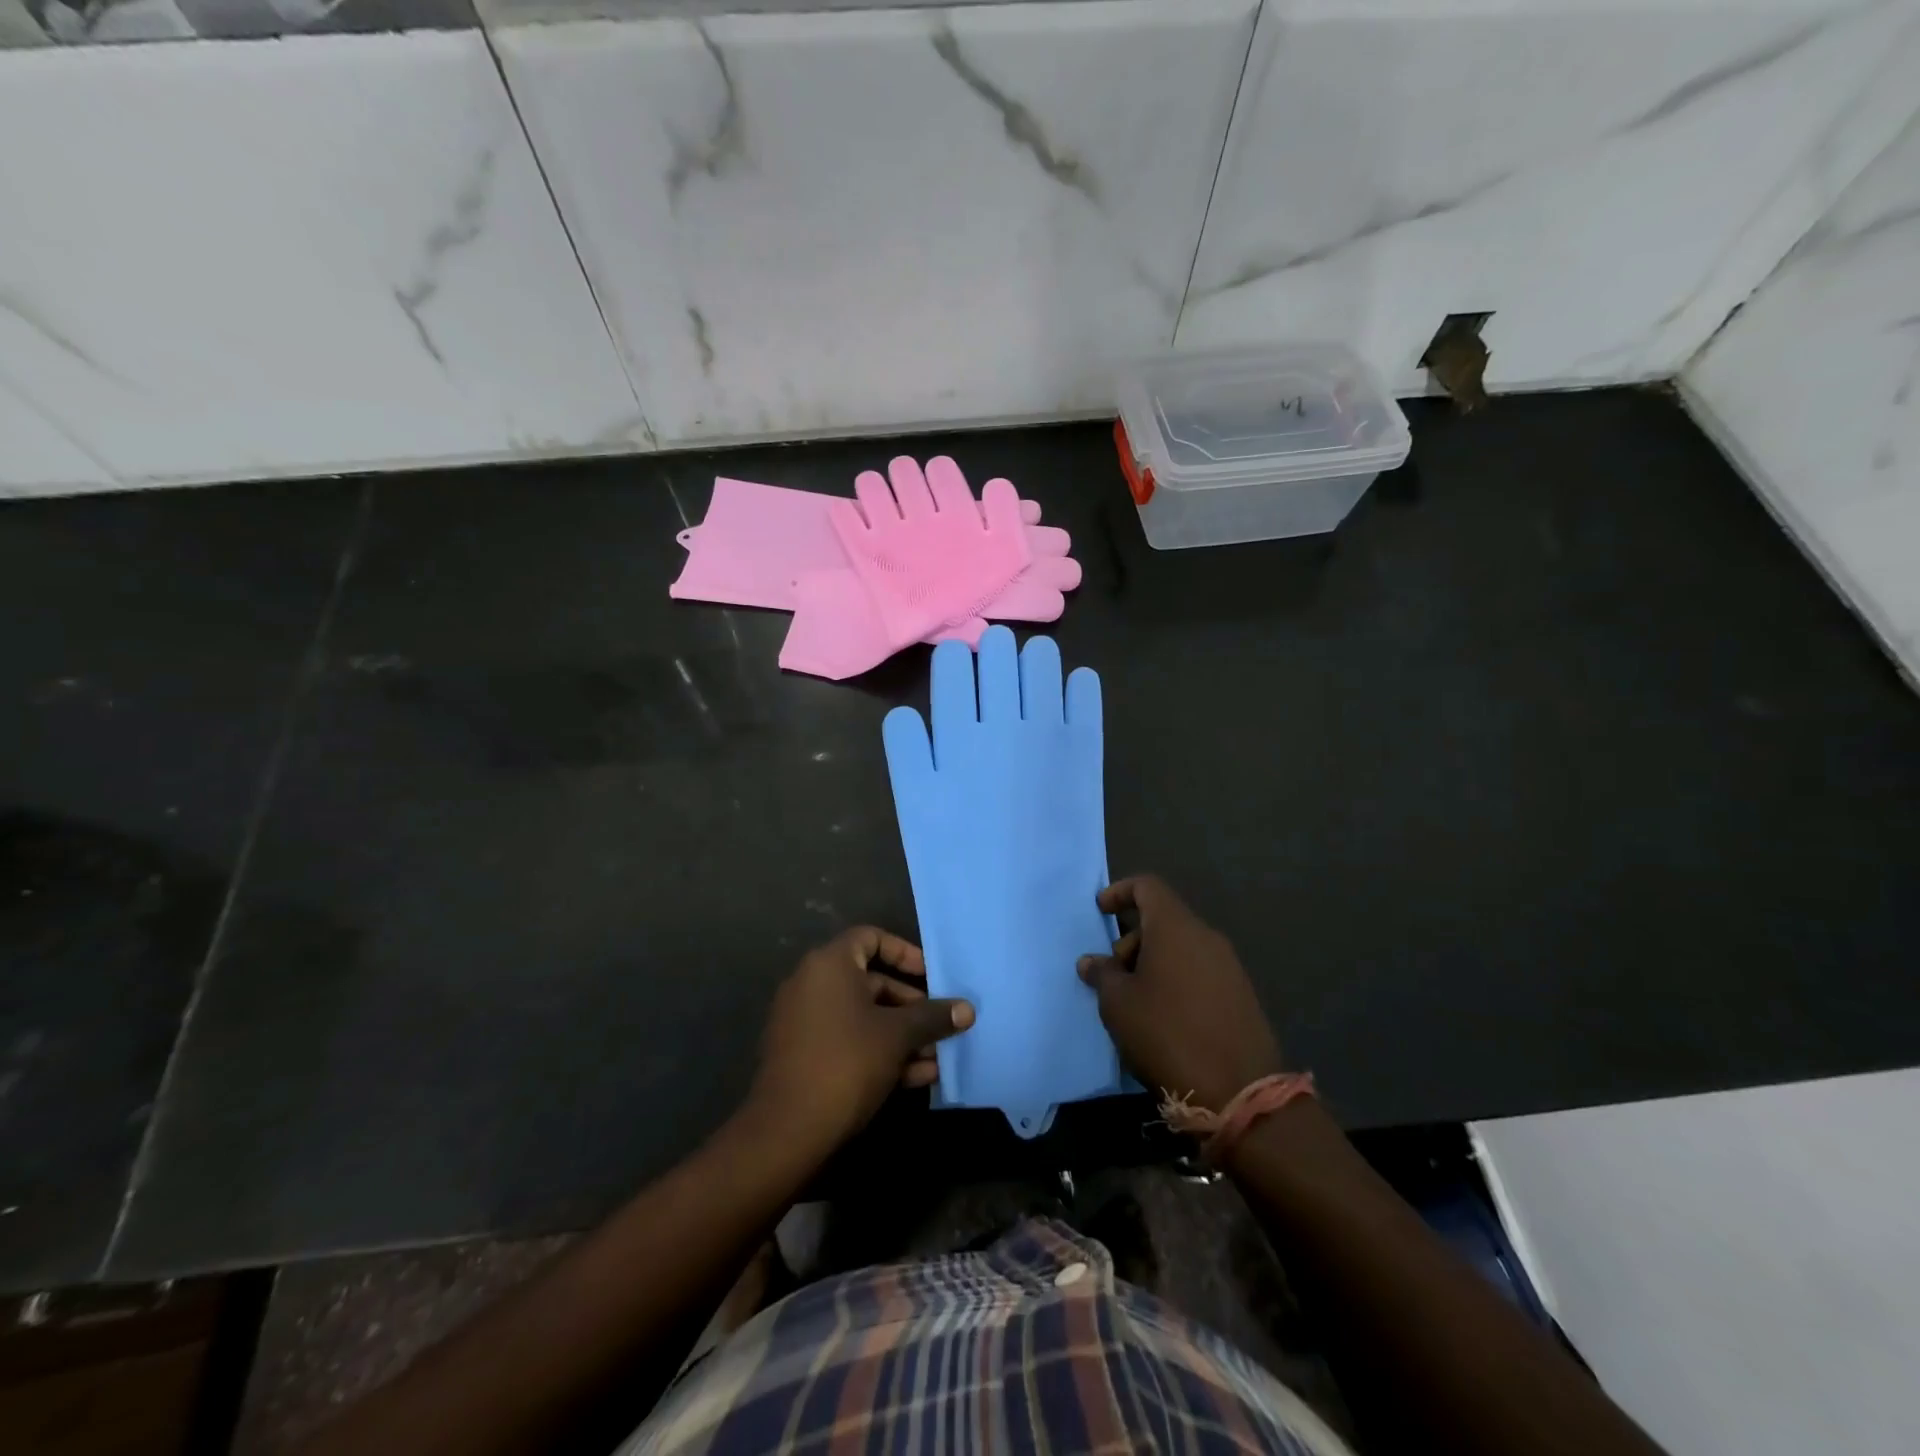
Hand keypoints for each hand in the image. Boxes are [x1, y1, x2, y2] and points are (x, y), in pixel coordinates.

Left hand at [750, 927, 974, 1151]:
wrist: (787, 1132)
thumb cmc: (847, 1062)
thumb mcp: (898, 1036)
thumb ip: (933, 1017)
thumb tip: (968, 1009)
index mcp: (829, 964)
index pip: (871, 938)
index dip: (905, 953)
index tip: (932, 976)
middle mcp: (812, 984)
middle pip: (871, 982)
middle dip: (912, 1006)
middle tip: (941, 1026)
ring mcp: (804, 1022)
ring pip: (863, 1017)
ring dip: (902, 1036)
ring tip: (938, 1059)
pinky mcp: (803, 1056)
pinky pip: (848, 1041)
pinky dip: (879, 1052)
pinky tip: (918, 1078)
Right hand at [1077, 876, 1282, 1111]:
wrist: (1240, 1092)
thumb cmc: (1166, 1034)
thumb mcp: (1118, 1004)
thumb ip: (1102, 974)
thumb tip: (1092, 961)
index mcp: (1176, 928)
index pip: (1148, 886)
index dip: (1120, 891)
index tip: (1100, 911)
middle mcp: (1206, 937)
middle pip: (1163, 920)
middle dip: (1132, 940)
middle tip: (1113, 976)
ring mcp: (1229, 967)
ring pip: (1181, 948)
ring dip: (1153, 963)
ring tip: (1134, 1002)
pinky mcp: (1241, 996)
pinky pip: (1200, 972)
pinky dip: (1176, 981)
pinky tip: (1163, 1018)